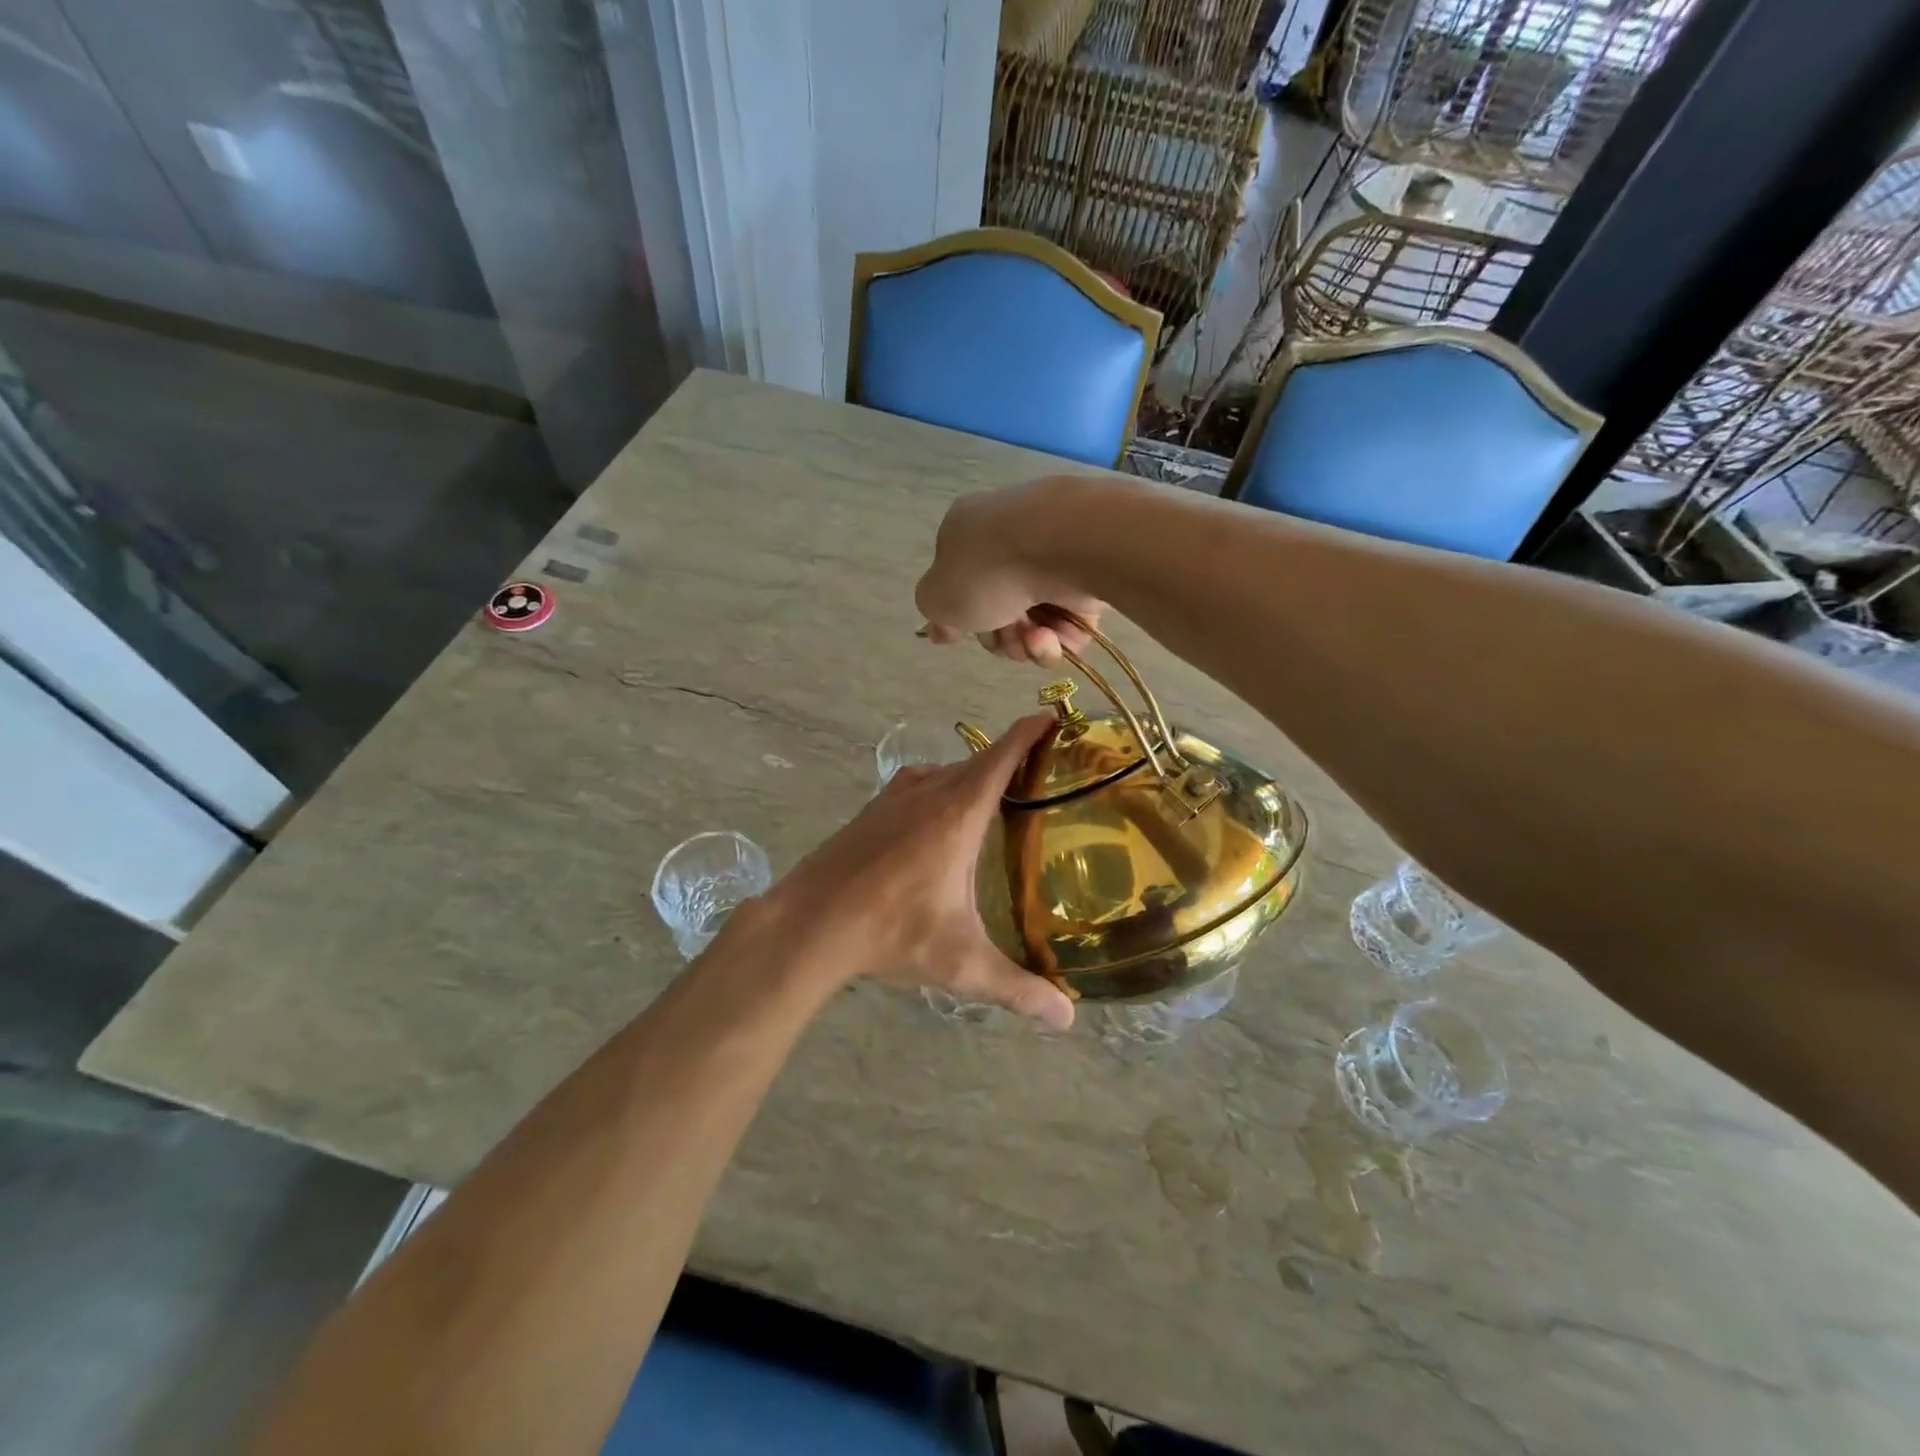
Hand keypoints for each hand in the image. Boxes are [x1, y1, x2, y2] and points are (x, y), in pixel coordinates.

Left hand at [754, 715, 1075, 1029]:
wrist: (810, 922)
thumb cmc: (890, 932)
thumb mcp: (960, 963)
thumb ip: (1017, 988)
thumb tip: (1067, 1019)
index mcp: (958, 813)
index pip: (1002, 756)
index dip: (1029, 732)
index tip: (1053, 715)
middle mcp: (928, 792)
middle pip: (977, 760)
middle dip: (1010, 755)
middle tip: (1044, 767)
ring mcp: (894, 797)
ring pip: (945, 771)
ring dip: (973, 772)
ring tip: (1000, 792)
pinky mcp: (871, 810)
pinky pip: (919, 783)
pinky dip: (942, 785)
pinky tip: (942, 814)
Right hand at [915, 479, 1105, 665]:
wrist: (1063, 546)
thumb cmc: (988, 570)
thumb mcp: (938, 598)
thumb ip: (936, 613)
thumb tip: (941, 627)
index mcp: (967, 534)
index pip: (961, 585)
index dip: (964, 620)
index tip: (968, 635)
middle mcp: (1009, 540)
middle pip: (1000, 610)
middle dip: (1001, 637)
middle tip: (1006, 639)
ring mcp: (1052, 557)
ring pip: (1037, 621)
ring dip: (1031, 643)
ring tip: (1038, 638)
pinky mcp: (1089, 575)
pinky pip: (1071, 621)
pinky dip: (1063, 637)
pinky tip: (1058, 636)